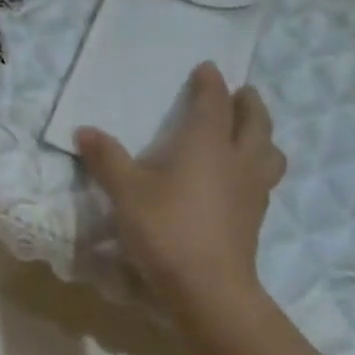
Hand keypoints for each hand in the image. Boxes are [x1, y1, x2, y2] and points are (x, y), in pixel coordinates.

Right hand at [76, 62, 285, 330]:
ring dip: (263, 136)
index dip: (210, 83)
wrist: (208, 286)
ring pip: (270, 152)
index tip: (207, 68)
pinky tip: (242, 180)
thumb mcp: (126, 192)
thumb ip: (107, 159)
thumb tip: (84, 130)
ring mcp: (252, 190)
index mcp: (207, 144)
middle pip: (255, 122)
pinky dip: (258, 167)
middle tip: (243, 93)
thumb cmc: (165, 229)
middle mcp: (237, 159)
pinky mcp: (255, 217)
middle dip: (249, 103)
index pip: (214, 102)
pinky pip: (265, 179)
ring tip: (252, 135)